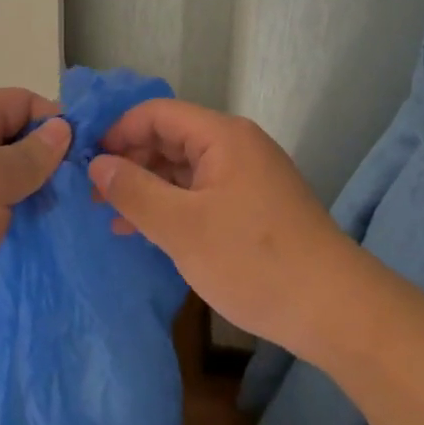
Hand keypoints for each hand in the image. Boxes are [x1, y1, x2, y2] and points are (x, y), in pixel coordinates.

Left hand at [0, 88, 67, 366]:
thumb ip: (31, 155)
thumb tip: (63, 128)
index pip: (23, 101)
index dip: (56, 120)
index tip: (89, 153)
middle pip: (17, 136)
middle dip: (50, 157)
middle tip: (87, 189)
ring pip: (8, 173)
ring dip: (36, 189)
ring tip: (72, 212)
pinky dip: (17, 213)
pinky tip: (42, 231)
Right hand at [89, 98, 362, 360]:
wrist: (336, 311)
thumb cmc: (254, 260)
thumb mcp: (182, 227)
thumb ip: (134, 191)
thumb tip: (96, 165)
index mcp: (222, 136)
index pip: (157, 113)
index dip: (118, 132)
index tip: (87, 163)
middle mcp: (237, 145)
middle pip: (170, 137)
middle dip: (130, 162)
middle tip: (94, 196)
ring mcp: (249, 176)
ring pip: (185, 168)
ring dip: (149, 188)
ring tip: (113, 219)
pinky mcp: (256, 206)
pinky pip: (203, 191)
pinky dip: (174, 206)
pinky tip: (151, 233)